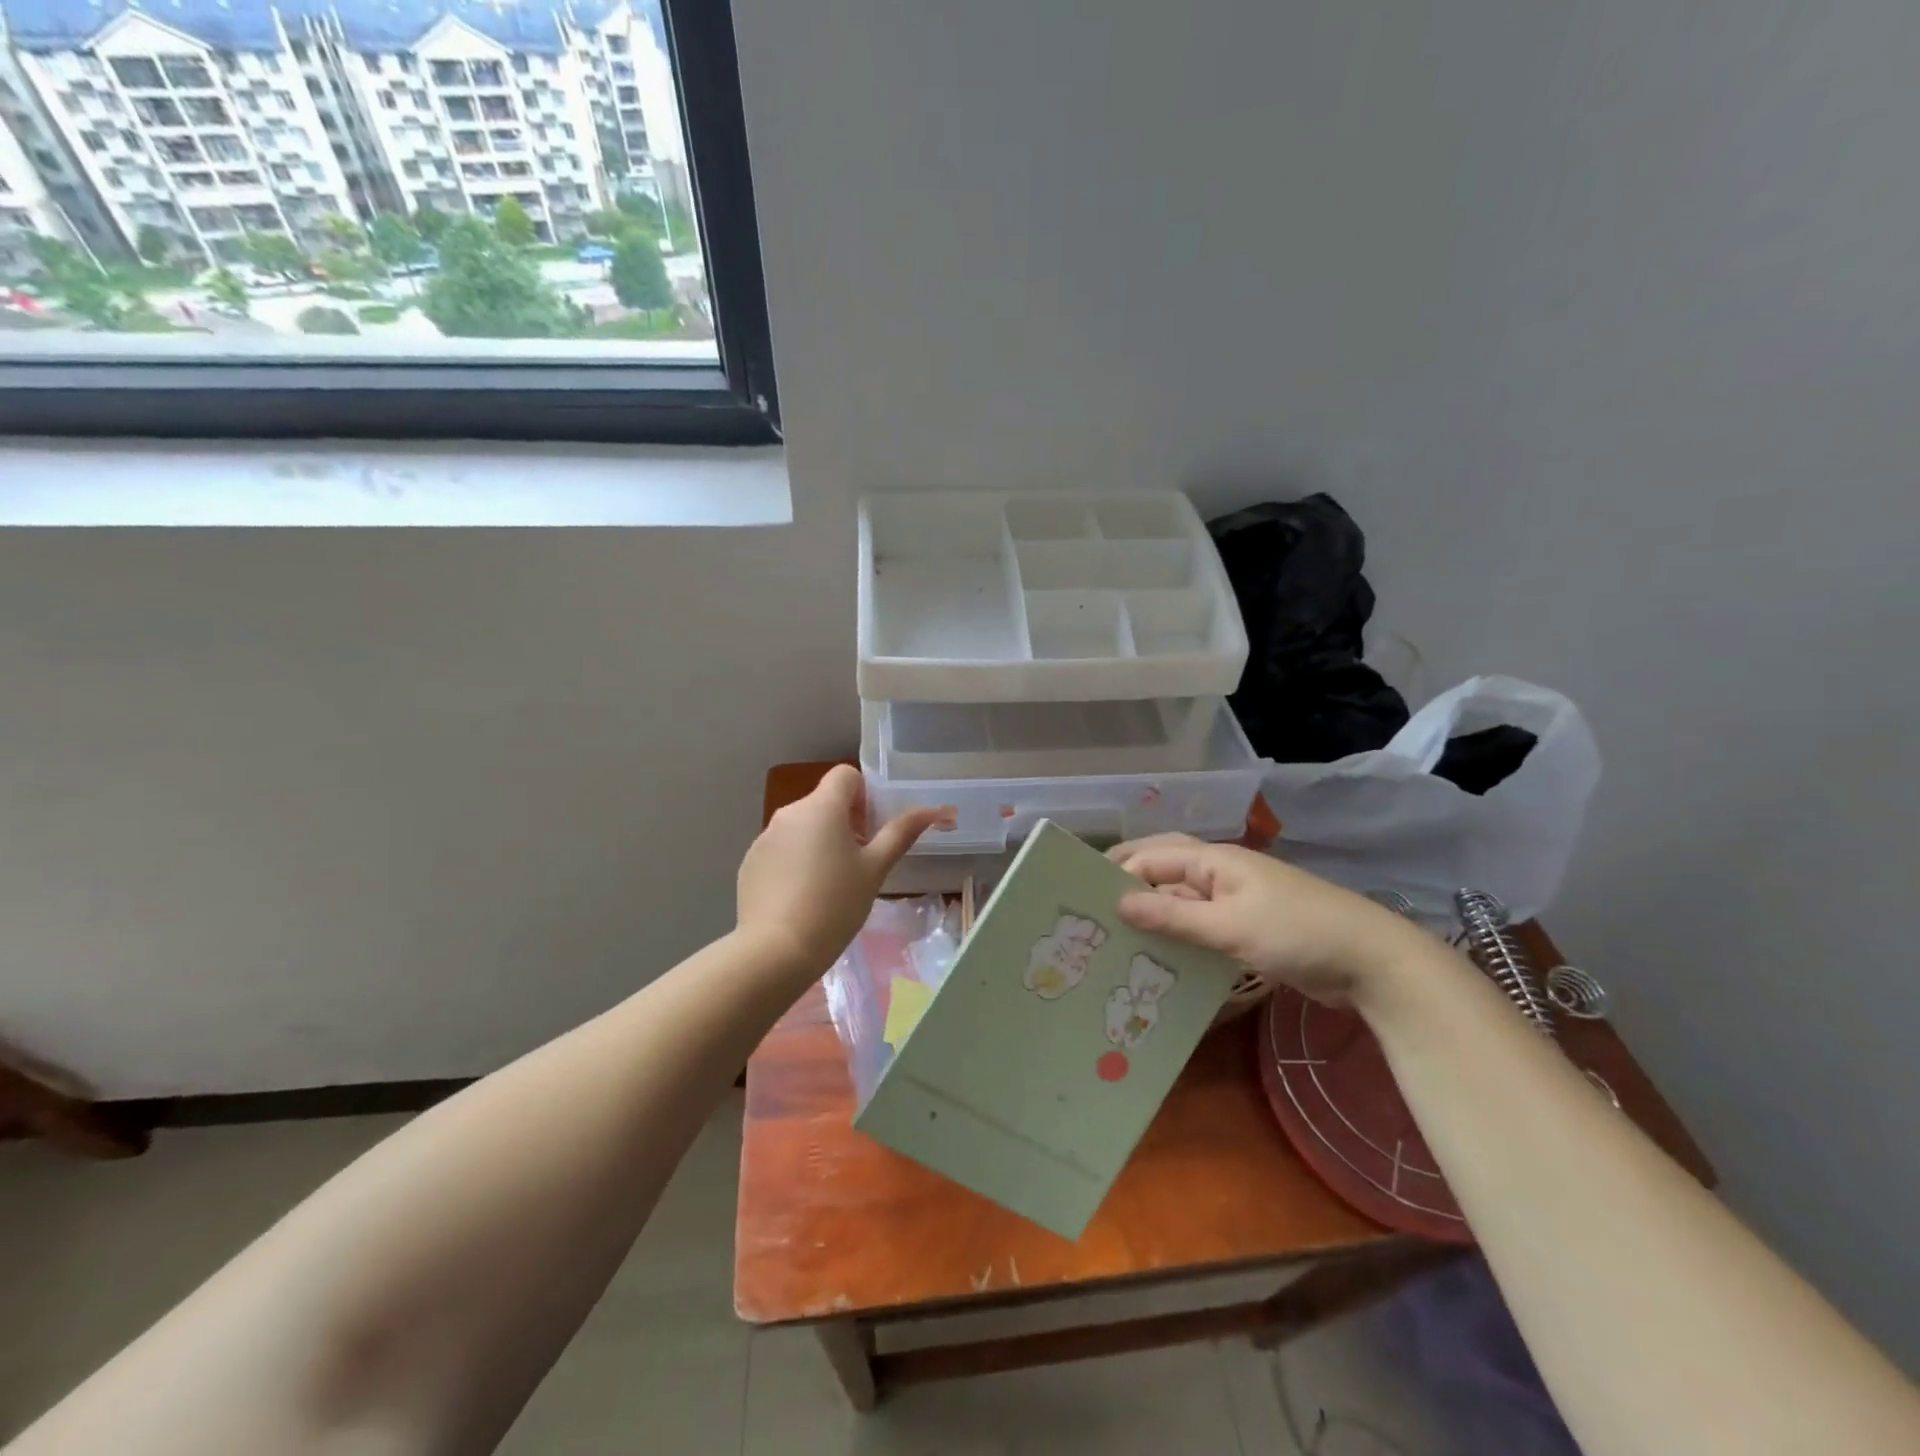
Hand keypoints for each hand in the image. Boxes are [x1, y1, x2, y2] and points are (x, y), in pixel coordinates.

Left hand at [737, 766, 946, 977]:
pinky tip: (802, 898)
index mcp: (821, 807)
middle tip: (857, 863)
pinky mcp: (750, 863)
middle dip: (844, 823)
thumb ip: (901, 833)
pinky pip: (780, 850)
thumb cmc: (835, 904)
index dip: (863, 795)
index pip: (845, 775)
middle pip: (824, 802)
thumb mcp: (875, 869)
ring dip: (819, 842)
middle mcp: (789, 813)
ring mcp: (765, 838)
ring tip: (829, 886)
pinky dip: (795, 862)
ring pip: (801, 827)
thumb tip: (932, 810)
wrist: (777, 950)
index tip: (870, 830)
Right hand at [1107, 835, 1433, 1007]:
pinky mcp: (1245, 931)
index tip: (1080, 898)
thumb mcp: (1230, 926)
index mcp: (1213, 861)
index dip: (1116, 874)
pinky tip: (1157, 960)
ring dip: (1151, 917)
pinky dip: (1177, 938)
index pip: (1151, 858)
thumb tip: (1118, 903)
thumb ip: (1173, 916)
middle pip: (1162, 873)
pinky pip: (1199, 928)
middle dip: (1128, 887)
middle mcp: (1218, 875)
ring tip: (1114, 940)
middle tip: (1091, 913)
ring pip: (1179, 903)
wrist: (1371, 962)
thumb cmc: (1297, 932)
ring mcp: (1233, 903)